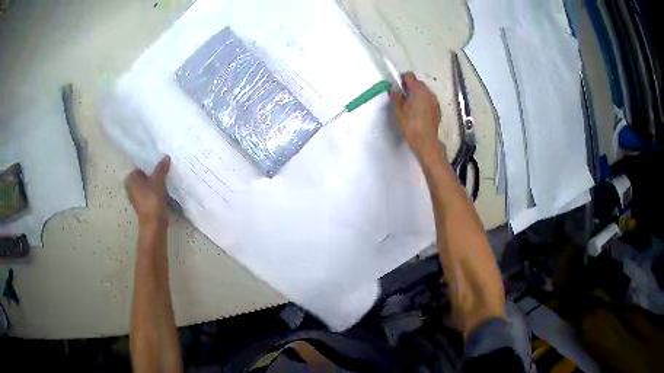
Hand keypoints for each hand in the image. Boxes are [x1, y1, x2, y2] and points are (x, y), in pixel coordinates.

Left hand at [125, 155, 170, 228]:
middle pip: (144, 176)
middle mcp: (130, 187)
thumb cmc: (152, 200)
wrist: (154, 224)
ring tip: (166, 177)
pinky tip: (164, 189)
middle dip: (153, 173)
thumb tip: (166, 156)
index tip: (160, 162)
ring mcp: (136, 197)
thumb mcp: (158, 181)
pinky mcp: (143, 205)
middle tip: (165, 168)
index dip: (150, 164)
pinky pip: (150, 193)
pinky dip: (156, 191)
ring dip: (155, 182)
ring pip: (147, 185)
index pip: (141, 166)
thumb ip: (161, 168)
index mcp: (130, 178)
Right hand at [389, 73, 442, 160]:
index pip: (409, 76)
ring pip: (424, 92)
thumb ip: (396, 97)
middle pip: (418, 83)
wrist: (426, 142)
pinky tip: (417, 113)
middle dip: (409, 87)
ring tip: (408, 107)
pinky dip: (423, 102)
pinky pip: (429, 100)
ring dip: (416, 95)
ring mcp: (435, 101)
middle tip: (401, 97)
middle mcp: (429, 93)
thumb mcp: (398, 111)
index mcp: (418, 90)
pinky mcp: (437, 109)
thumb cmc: (411, 127)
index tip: (396, 87)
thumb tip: (394, 90)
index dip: (401, 79)